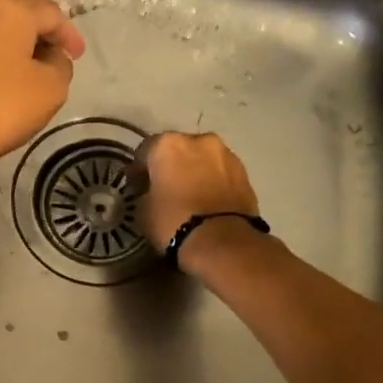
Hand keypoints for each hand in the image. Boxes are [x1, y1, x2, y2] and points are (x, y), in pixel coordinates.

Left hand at [0, 0, 85, 159]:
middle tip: (53, 61)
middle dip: (38, 38)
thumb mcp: (52, 89)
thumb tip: (50, 57)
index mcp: (8, 10)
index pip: (51, 14)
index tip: (77, 56)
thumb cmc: (2, 105)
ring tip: (23, 72)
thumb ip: (60, 65)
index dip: (69, 35)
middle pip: (18, 18)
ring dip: (11, 48)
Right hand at [131, 132, 260, 262]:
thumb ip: (145, 192)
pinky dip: (212, 182)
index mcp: (168, 144)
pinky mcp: (245, 173)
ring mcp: (226, 154)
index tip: (137, 185)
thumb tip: (150, 191)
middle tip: (165, 188)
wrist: (222, 242)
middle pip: (178, 150)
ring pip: (203, 159)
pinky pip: (220, 173)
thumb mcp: (143, 210)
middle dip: (171, 165)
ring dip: (194, 171)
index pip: (145, 151)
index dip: (139, 169)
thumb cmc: (173, 222)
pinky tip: (207, 200)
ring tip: (189, 195)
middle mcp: (199, 140)